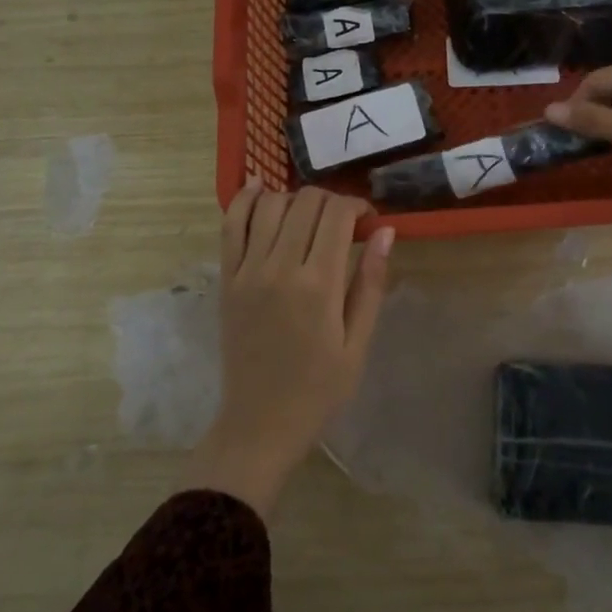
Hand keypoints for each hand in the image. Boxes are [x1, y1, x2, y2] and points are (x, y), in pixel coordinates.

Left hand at [181, 181, 393, 517]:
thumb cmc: (319, 389)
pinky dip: (245, 199)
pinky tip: (261, 188)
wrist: (260, 423)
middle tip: (342, 221)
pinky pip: (231, 225)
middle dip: (330, 200)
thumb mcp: (357, 343)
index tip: (367, 220)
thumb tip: (385, 231)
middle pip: (305, 202)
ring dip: (294, 198)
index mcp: (318, 285)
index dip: (356, 205)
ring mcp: (247, 271)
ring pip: (270, 205)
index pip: (337, 215)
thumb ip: (370, 283)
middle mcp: (279, 268)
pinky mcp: (226, 279)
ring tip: (308, 215)